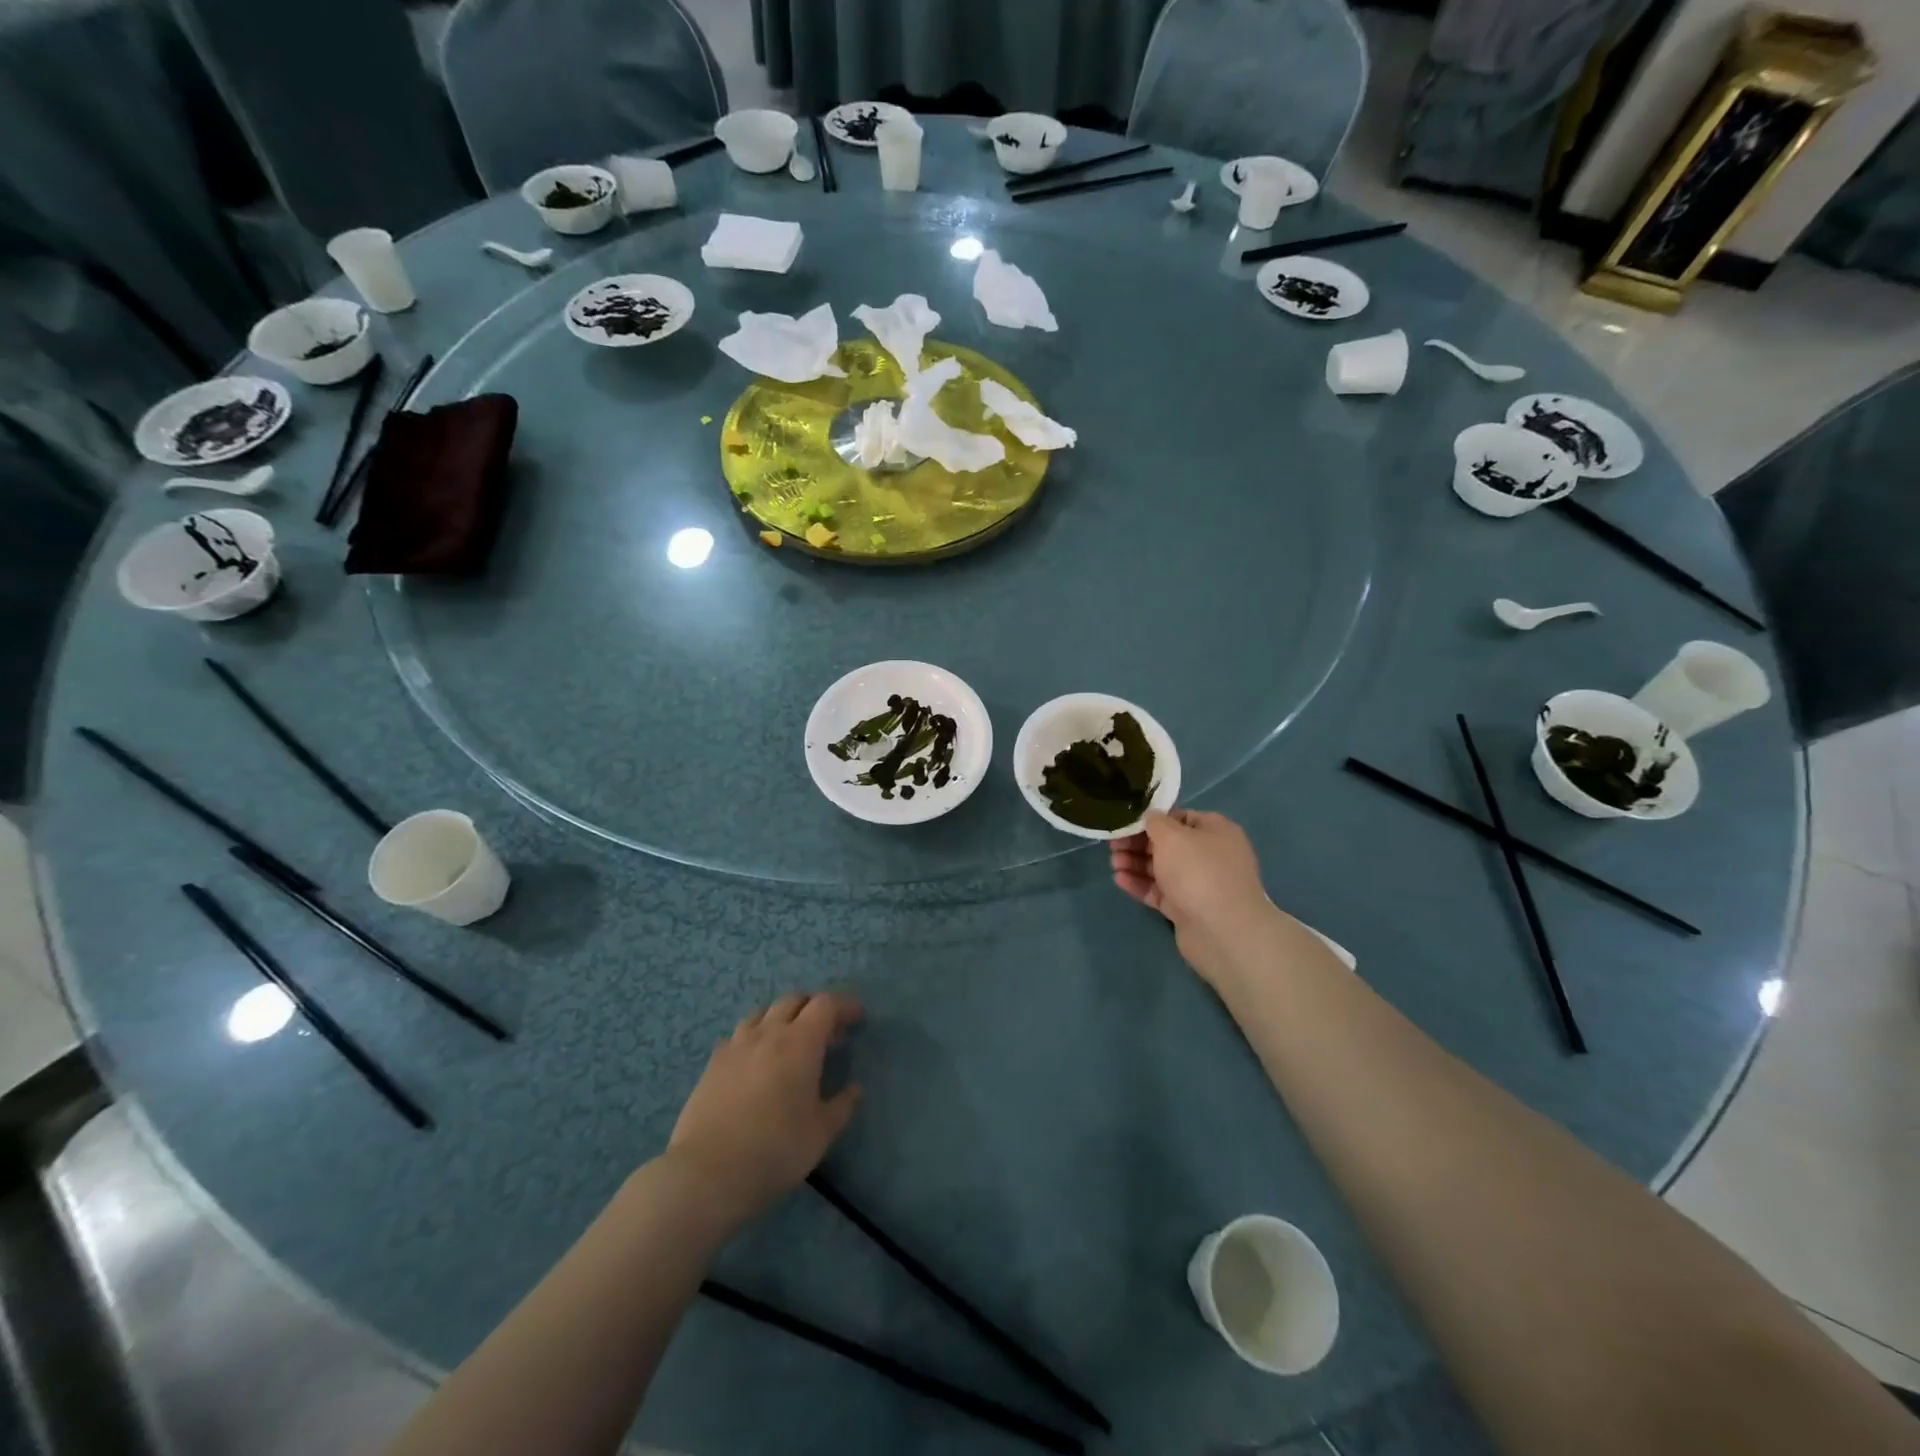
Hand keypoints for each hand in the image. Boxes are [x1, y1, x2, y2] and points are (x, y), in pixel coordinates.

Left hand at [665, 992, 863, 1226]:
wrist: (707, 1173)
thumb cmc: (775, 1149)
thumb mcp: (821, 1133)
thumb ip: (841, 1106)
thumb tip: (854, 1089)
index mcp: (801, 1042)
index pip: (826, 1005)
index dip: (844, 1005)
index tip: (857, 1017)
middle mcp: (768, 1033)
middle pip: (793, 1000)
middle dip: (814, 1007)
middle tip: (827, 1030)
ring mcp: (736, 1045)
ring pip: (763, 1013)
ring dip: (782, 1017)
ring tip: (790, 1039)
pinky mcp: (713, 1064)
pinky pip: (738, 1035)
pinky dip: (754, 1036)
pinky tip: (755, 1059)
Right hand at [1110, 809, 1281, 986]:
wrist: (1222, 931)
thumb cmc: (1198, 871)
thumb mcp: (1172, 836)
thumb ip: (1155, 822)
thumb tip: (1150, 817)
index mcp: (1215, 831)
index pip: (1180, 818)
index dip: (1153, 819)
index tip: (1127, 823)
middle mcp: (1210, 855)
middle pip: (1169, 844)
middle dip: (1139, 843)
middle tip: (1113, 845)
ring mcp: (1199, 884)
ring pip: (1162, 869)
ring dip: (1136, 863)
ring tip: (1113, 862)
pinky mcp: (1187, 908)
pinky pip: (1160, 891)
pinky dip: (1141, 884)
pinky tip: (1119, 880)